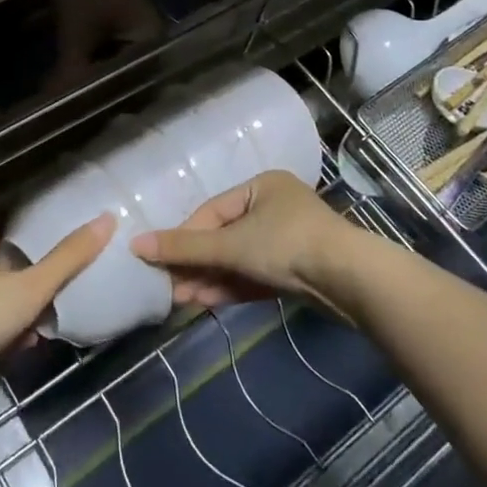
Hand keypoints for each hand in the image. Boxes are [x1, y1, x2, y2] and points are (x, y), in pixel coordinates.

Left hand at [0, 214, 115, 370]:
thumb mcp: (31, 286)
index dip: (28, 225)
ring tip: (43, 324)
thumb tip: (107, 219)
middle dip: (30, 275)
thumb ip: (68, 258)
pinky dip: (4, 331)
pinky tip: (20, 346)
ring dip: (19, 308)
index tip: (52, 230)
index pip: (4, 222)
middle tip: (56, 285)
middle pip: (1, 261)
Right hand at [131, 171, 355, 312]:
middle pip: (223, 236)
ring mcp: (287, 240)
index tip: (157, 260)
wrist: (351, 281)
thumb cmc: (287, 245)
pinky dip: (232, 286)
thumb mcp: (232, 245)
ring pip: (238, 259)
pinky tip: (206, 301)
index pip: (211, 211)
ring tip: (180, 299)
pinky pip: (255, 275)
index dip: (184, 237)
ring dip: (210, 278)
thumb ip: (185, 248)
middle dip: (196, 263)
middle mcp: (274, 207)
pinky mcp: (296, 271)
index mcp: (261, 186)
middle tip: (167, 286)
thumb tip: (135, 245)